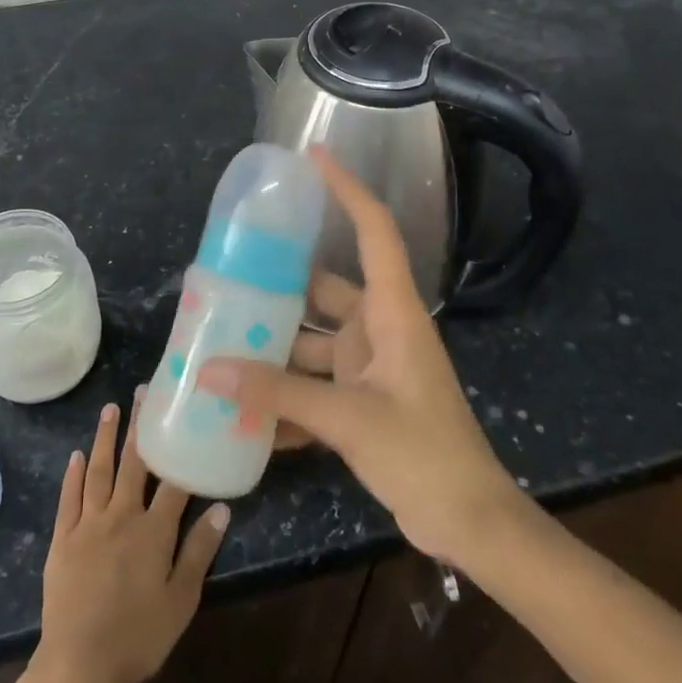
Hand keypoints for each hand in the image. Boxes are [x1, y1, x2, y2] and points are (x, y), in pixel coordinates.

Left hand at [30, 392, 229, 682]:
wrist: (78, 665)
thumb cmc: (137, 637)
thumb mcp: (180, 601)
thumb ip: (199, 551)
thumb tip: (221, 507)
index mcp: (153, 530)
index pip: (173, 481)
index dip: (180, 448)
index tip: (185, 415)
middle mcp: (121, 515)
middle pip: (134, 463)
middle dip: (140, 426)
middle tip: (143, 391)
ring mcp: (88, 524)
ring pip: (99, 471)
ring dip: (106, 438)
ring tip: (111, 408)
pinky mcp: (62, 538)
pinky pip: (69, 497)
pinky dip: (73, 474)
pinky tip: (77, 454)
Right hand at [197, 150, 524, 567]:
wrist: (471, 525)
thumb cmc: (425, 453)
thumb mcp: (350, 419)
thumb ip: (280, 393)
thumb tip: (210, 371)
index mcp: (391, 312)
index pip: (372, 231)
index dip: (346, 189)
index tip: (311, 157)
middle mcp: (378, 328)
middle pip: (323, 288)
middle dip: (278, 283)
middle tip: (226, 273)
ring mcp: (370, 366)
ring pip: (311, 340)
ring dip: (274, 345)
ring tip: (220, 339)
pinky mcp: (361, 401)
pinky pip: (314, 385)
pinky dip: (284, 394)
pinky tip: (243, 408)